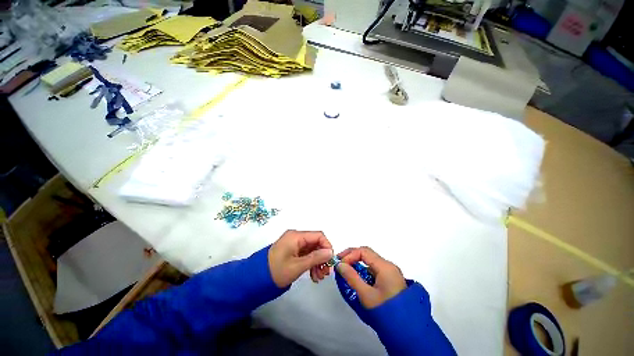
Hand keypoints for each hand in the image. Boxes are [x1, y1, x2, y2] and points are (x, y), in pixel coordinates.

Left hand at [268, 230, 333, 287]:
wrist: (258, 278)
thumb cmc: (278, 270)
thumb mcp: (298, 265)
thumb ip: (316, 258)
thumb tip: (330, 252)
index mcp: (296, 237)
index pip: (319, 236)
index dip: (327, 247)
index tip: (330, 261)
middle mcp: (295, 238)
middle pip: (317, 245)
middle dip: (323, 259)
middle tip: (325, 273)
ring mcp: (293, 246)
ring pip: (313, 252)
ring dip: (318, 264)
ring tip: (318, 278)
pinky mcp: (291, 253)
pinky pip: (306, 257)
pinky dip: (311, 265)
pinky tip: (313, 277)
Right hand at [336, 247, 405, 308]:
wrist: (403, 320)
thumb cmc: (384, 306)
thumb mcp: (365, 293)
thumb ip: (352, 278)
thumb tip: (340, 265)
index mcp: (385, 266)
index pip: (364, 251)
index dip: (349, 255)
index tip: (338, 265)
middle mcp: (389, 266)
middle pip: (368, 255)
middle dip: (352, 258)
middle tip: (339, 266)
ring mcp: (391, 273)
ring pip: (371, 263)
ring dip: (357, 266)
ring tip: (345, 275)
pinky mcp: (391, 280)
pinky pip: (375, 271)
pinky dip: (364, 273)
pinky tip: (357, 281)